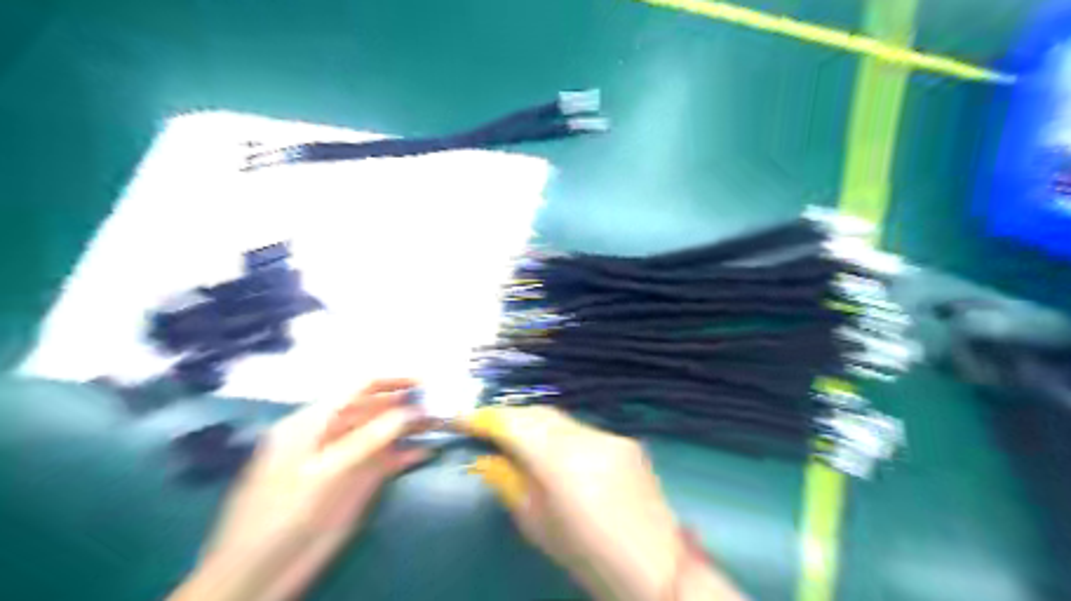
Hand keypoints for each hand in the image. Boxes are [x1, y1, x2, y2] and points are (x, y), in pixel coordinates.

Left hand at [172, 380, 426, 600]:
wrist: (259, 574)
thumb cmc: (284, 516)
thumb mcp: (326, 474)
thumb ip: (369, 439)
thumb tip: (411, 411)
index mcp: (314, 421)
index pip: (358, 388)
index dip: (393, 381)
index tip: (426, 382)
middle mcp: (333, 434)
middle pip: (375, 408)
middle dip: (408, 404)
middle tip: (442, 404)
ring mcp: (346, 458)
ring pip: (384, 433)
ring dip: (412, 427)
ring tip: (442, 423)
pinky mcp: (356, 482)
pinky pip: (386, 460)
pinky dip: (407, 454)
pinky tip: (428, 451)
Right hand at [465, 405, 746, 597]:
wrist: (656, 566)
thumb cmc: (588, 556)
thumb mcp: (538, 526)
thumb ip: (509, 484)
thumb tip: (485, 458)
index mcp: (561, 462)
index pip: (514, 424)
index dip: (485, 417)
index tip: (463, 419)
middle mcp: (587, 438)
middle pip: (538, 413)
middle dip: (509, 416)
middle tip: (486, 428)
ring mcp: (610, 436)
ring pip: (561, 419)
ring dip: (535, 424)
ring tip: (517, 439)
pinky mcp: (625, 441)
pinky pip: (582, 429)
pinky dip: (560, 434)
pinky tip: (556, 453)